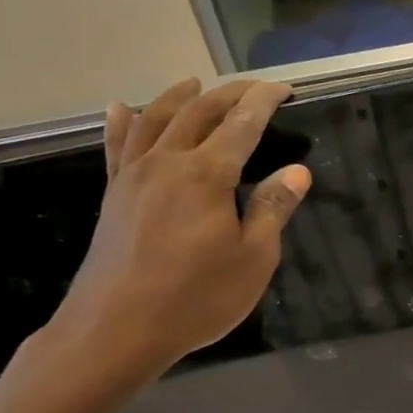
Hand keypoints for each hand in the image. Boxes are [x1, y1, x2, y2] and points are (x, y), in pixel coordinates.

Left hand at [43, 77, 310, 389]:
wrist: (116, 330)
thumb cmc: (196, 297)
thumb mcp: (253, 257)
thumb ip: (273, 207)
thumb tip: (298, 171)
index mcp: (207, 174)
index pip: (242, 124)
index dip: (265, 101)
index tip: (285, 88)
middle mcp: (167, 162)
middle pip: (199, 112)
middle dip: (229, 94)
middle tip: (254, 89)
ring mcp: (134, 177)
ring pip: (155, 120)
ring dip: (178, 97)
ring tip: (194, 83)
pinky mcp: (114, 196)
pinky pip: (118, 147)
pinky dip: (121, 122)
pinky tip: (120, 107)